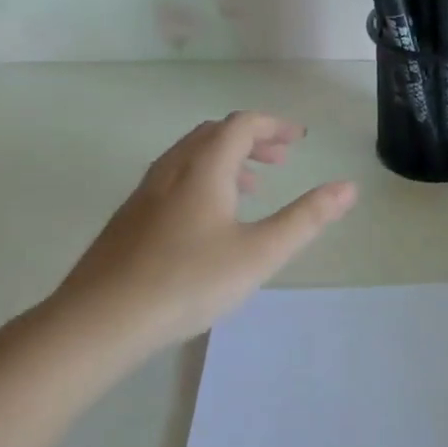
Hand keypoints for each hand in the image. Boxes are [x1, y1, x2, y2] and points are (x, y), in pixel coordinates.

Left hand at [44, 112, 356, 367]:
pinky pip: (173, 179)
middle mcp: (171, 170)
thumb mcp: (260, 253)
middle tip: (281, 159)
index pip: (242, 125)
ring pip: (189, 156)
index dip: (274, 125)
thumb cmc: (188, 282)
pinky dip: (202, 179)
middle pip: (213, 134)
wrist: (99, 321)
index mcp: (204, 169)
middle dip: (252, 139)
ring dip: (226, 159)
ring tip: (251, 187)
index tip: (299, 140)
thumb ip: (306, 218)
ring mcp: (144, 194)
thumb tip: (348, 187)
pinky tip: (207, 221)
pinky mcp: (128, 220)